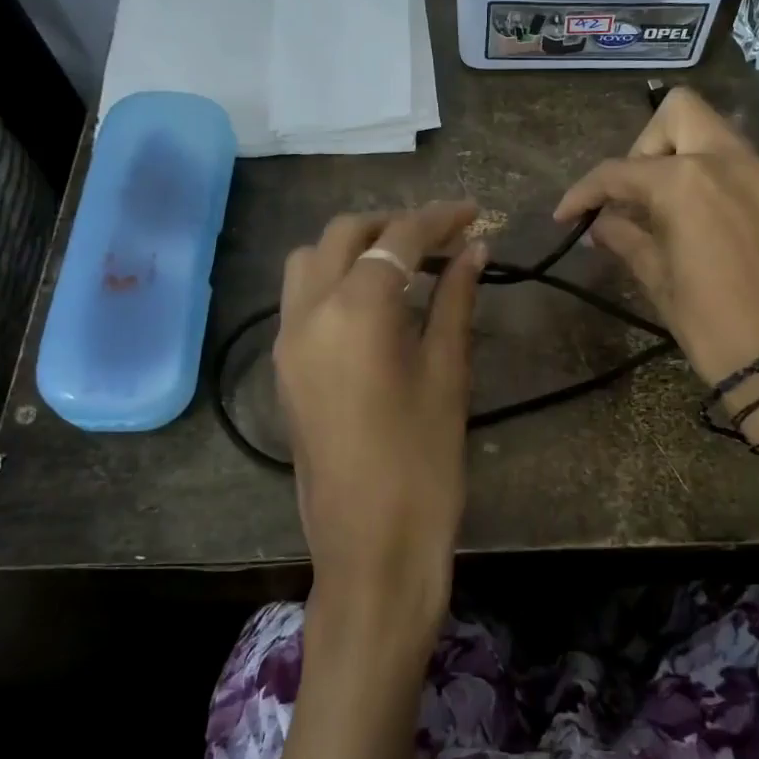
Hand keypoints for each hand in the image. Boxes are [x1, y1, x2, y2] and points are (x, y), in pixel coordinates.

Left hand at [273, 202, 485, 643]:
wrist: (371, 545)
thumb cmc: (424, 461)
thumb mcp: (448, 373)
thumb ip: (455, 300)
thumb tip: (475, 250)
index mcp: (356, 311)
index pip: (399, 240)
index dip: (439, 218)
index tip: (473, 213)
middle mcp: (309, 313)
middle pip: (345, 235)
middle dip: (393, 225)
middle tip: (440, 238)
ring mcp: (287, 340)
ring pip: (311, 260)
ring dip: (355, 247)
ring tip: (402, 265)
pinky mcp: (283, 367)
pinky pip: (301, 297)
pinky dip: (335, 278)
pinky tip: (374, 302)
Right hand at [554, 88, 758, 384]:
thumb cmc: (713, 328)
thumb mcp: (659, 282)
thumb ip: (626, 239)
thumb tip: (600, 224)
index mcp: (687, 183)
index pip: (619, 171)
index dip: (584, 192)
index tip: (566, 215)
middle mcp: (731, 164)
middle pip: (680, 113)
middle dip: (647, 145)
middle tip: (636, 194)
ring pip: (719, 138)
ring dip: (686, 161)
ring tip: (672, 213)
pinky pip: (749, 173)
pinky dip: (721, 187)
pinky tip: (716, 232)